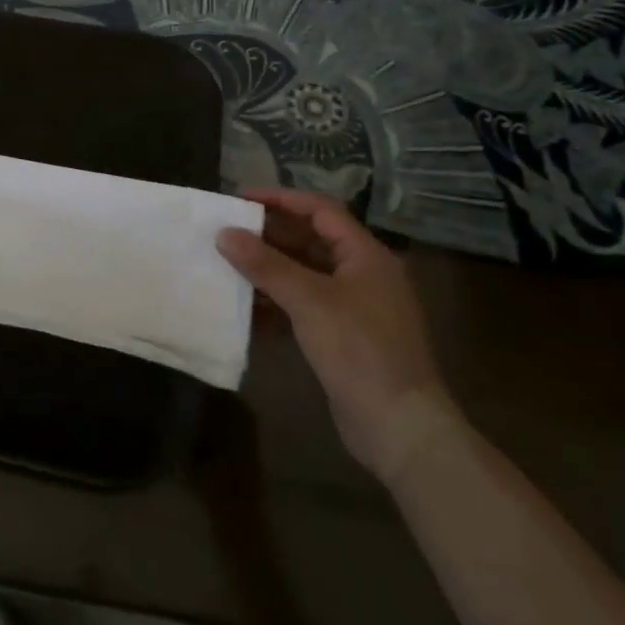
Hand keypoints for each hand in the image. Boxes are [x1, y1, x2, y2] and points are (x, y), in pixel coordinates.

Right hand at [217, 189, 458, 482]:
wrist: (399, 426)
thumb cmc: (359, 350)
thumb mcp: (309, 300)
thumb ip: (265, 264)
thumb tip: (224, 233)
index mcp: (366, 255)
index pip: (320, 210)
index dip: (280, 199)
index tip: (239, 198)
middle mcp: (363, 274)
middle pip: (311, 240)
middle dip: (269, 234)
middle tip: (227, 230)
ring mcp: (355, 307)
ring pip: (305, 273)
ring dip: (269, 268)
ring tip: (228, 263)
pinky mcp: (344, 336)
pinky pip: (304, 305)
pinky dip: (277, 301)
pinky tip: (247, 307)